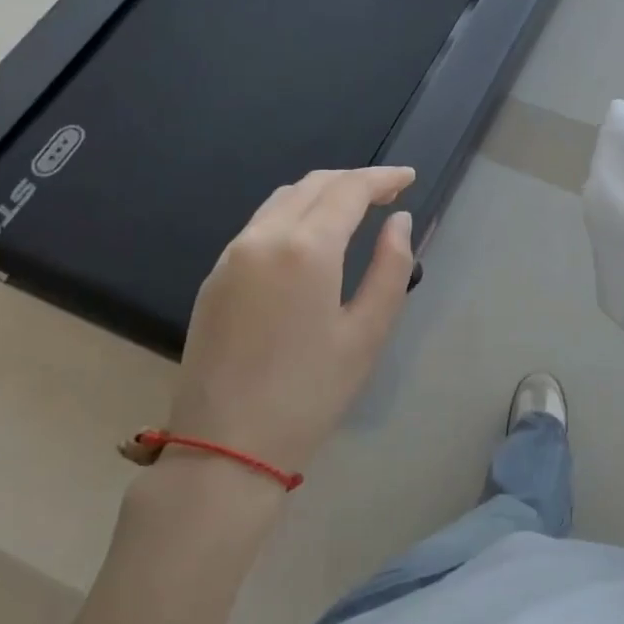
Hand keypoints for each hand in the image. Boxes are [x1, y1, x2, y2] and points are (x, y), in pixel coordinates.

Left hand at [169, 166, 417, 481]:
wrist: (225, 446)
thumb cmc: (311, 393)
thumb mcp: (368, 333)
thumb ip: (390, 267)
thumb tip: (398, 221)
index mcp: (306, 248)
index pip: (349, 190)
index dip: (382, 178)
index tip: (408, 177)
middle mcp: (263, 237)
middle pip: (313, 185)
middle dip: (353, 180)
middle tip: (387, 192)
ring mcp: (232, 255)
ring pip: (282, 200)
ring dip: (321, 193)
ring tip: (353, 208)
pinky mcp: (214, 277)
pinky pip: (260, 225)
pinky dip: (293, 214)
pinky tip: (311, 236)